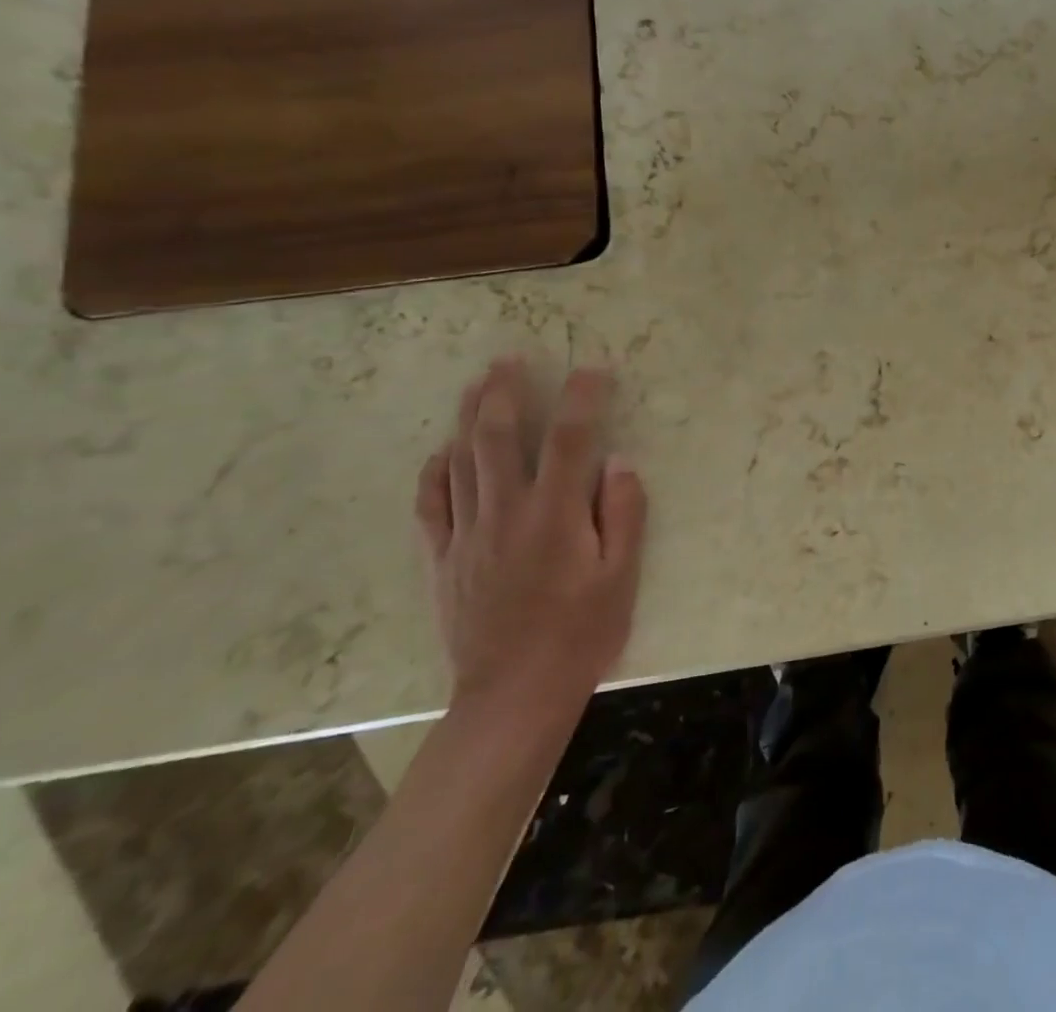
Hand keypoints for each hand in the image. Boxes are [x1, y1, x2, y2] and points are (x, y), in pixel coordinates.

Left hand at [415, 359, 647, 721]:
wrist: (513, 695)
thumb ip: (624, 514)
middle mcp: (506, 512)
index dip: (582, 398)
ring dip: (468, 417)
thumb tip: (618, 463)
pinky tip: (441, 452)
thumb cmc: (581, 634)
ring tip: (476, 385)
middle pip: (498, 437)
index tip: (594, 371)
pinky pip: (431, 505)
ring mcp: (468, 534)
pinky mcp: (444, 559)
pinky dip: (434, 472)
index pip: (570, 438)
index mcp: (555, 515)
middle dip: (504, 392)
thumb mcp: (622, 577)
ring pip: (460, 462)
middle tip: (508, 359)